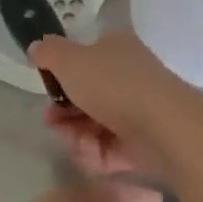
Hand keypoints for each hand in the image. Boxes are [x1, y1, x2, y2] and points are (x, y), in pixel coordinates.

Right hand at [29, 32, 202, 184]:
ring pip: (95, 125)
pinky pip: (110, 149)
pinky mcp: (143, 143)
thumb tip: (37, 46)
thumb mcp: (71, 60)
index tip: (47, 91)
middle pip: (86, 96)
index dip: (61, 76)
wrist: (164, 127)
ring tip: (75, 143)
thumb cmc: (115, 85)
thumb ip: (49, 52)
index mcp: (116, 49)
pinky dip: (97, 153)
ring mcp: (138, 110)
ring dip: (77, 136)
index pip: (84, 59)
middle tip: (53, 123)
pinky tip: (92, 155)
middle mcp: (129, 76)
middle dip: (64, 113)